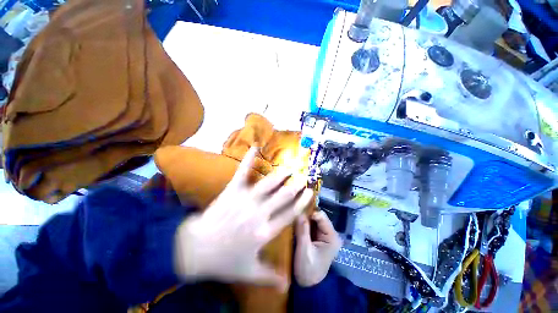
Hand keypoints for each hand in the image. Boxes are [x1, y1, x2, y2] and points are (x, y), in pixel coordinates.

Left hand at [174, 147, 313, 290]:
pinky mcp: (232, 191)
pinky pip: (242, 172)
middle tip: (303, 177)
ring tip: (290, 167)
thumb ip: (270, 276)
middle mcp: (259, 213)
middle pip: (283, 196)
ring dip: (281, 174)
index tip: (310, 193)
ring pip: (269, 184)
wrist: (194, 249)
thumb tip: (288, 284)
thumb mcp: (248, 272)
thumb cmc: (223, 261)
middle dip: (295, 185)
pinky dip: (249, 159)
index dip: (301, 202)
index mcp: (265, 231)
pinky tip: (255, 148)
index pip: (290, 214)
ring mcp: (246, 199)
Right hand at [294, 211, 342, 286]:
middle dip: (306, 214)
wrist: (307, 285)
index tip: (297, 213)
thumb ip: (302, 231)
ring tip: (293, 218)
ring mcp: (324, 235)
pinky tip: (296, 223)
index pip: (321, 216)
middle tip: (294, 214)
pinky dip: (303, 223)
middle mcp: (330, 233)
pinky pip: (310, 225)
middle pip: (318, 216)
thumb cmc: (307, 269)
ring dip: (304, 218)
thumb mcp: (304, 250)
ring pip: (313, 220)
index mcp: (332, 237)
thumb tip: (299, 213)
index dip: (309, 213)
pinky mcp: (318, 237)